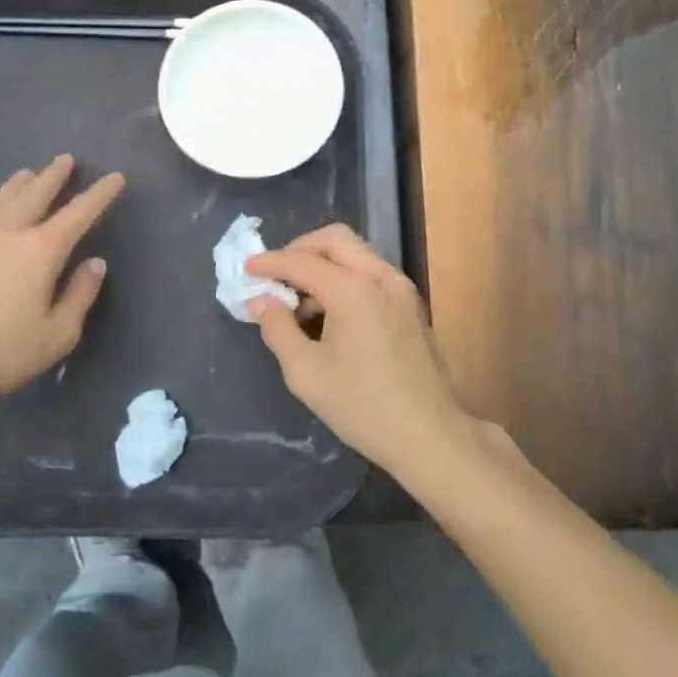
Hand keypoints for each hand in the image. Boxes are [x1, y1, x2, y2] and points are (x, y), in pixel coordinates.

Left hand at [0, 155, 124, 435]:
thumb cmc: (2, 353)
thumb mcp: (58, 334)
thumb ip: (81, 295)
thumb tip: (96, 263)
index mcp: (42, 249)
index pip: (80, 211)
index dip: (100, 193)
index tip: (115, 177)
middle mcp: (9, 229)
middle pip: (38, 190)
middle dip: (57, 173)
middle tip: (68, 160)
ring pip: (4, 194)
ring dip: (23, 181)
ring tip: (32, 174)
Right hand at [247, 225, 469, 477]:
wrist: (430, 436)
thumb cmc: (363, 407)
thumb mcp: (306, 373)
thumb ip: (278, 329)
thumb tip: (261, 301)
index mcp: (354, 291)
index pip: (303, 262)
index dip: (271, 263)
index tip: (247, 268)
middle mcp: (381, 278)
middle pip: (335, 240)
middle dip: (300, 249)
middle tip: (275, 275)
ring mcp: (401, 289)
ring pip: (355, 253)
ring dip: (323, 264)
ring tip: (299, 300)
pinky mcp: (410, 304)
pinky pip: (370, 272)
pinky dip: (344, 277)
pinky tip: (329, 311)